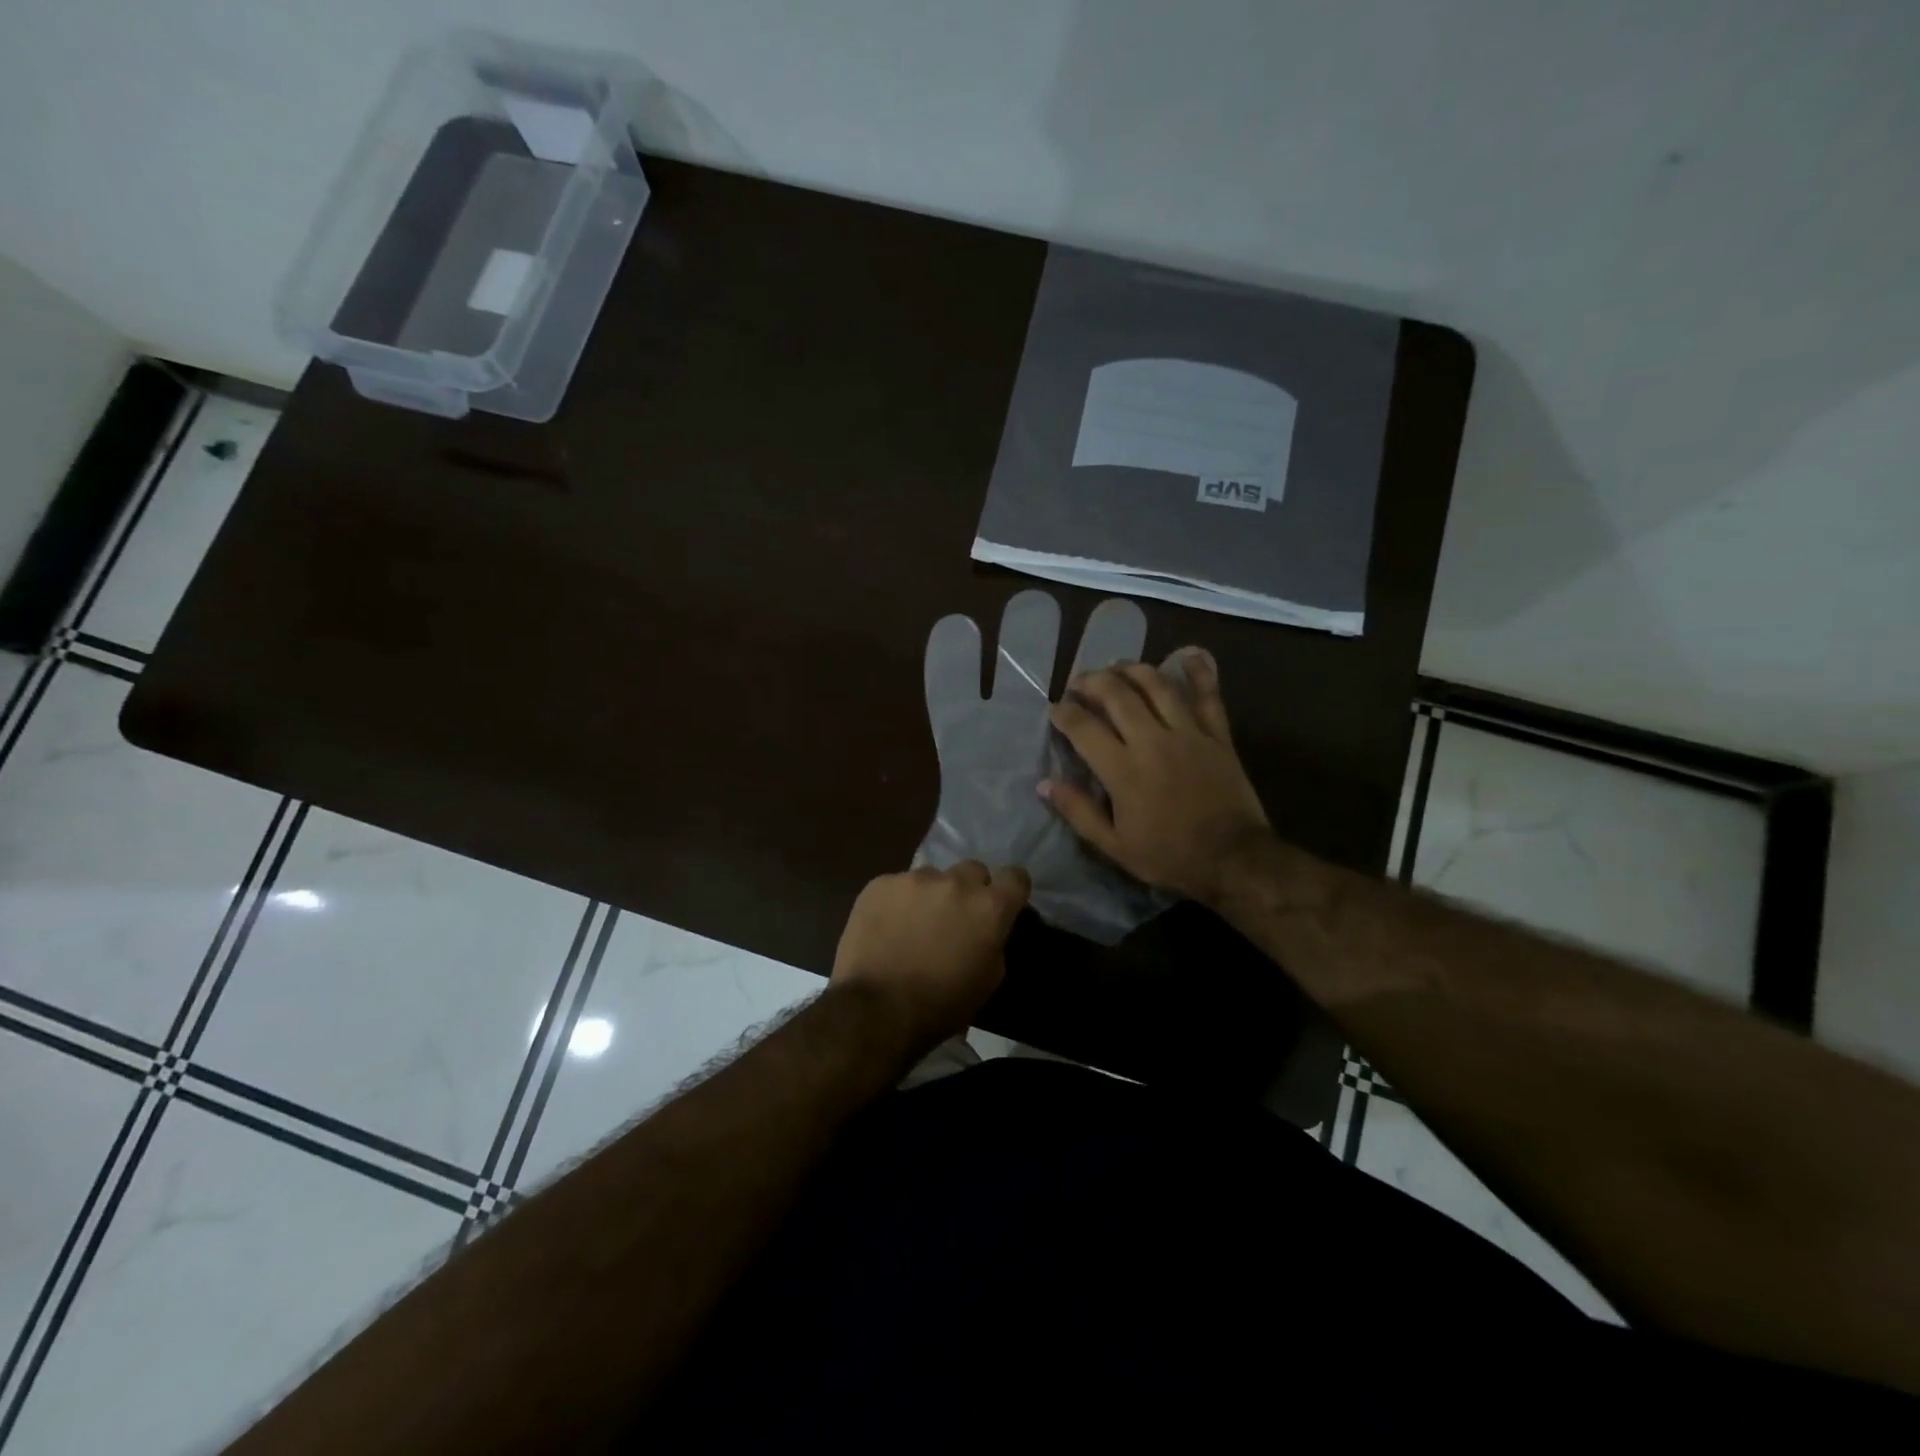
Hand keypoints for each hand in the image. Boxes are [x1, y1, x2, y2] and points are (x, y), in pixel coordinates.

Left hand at [830, 861, 1030, 1048]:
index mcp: (989, 907)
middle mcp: (956, 882)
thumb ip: (993, 942)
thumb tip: (986, 929)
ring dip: (930, 895)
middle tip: (955, 917)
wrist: (876, 1008)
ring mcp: (915, 879)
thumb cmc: (940, 1004)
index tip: (1002, 904)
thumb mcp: (987, 981)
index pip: (1016, 877)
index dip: (1010, 889)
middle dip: (969, 890)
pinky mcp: (881, 883)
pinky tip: (885, 928)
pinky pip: (896, 886)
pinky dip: (896, 902)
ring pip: (932, 877)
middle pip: (973, 870)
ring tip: (912, 925)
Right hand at [1042, 647, 1270, 905]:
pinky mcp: (1217, 735)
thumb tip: (1045, 783)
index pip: (1083, 727)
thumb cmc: (1169, 855)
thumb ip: (1078, 811)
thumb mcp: (1113, 846)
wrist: (1233, 859)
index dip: (1063, 713)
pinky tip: (1187, 655)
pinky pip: (1208, 695)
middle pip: (1116, 694)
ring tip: (1116, 667)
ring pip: (1156, 685)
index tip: (1055, 710)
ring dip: (1132, 669)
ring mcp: (1188, 733)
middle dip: (1091, 681)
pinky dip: (1198, 672)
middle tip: (1080, 683)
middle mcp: (1152, 741)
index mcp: (1122, 770)